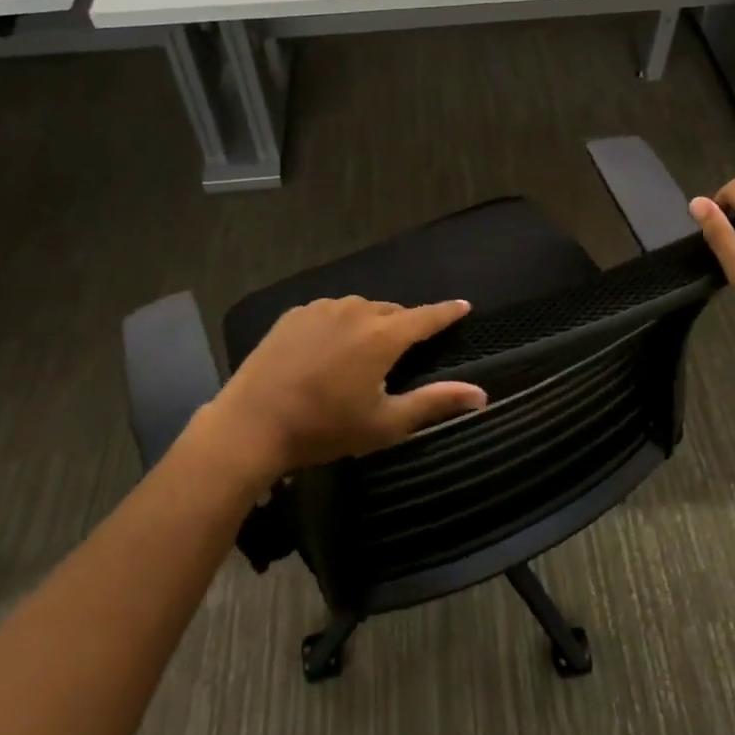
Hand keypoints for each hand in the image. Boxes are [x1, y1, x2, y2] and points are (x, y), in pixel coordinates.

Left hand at [204, 296, 485, 483]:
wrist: (252, 424)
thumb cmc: (324, 428)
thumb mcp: (385, 423)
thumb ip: (435, 403)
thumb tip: (481, 395)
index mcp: (383, 335)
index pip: (426, 316)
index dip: (447, 312)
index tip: (464, 306)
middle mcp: (356, 310)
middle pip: (392, 311)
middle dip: (404, 325)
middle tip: (404, 350)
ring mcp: (322, 308)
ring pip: (360, 309)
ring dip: (370, 323)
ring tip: (363, 351)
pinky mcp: (295, 314)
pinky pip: (330, 312)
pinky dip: (339, 324)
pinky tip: (328, 348)